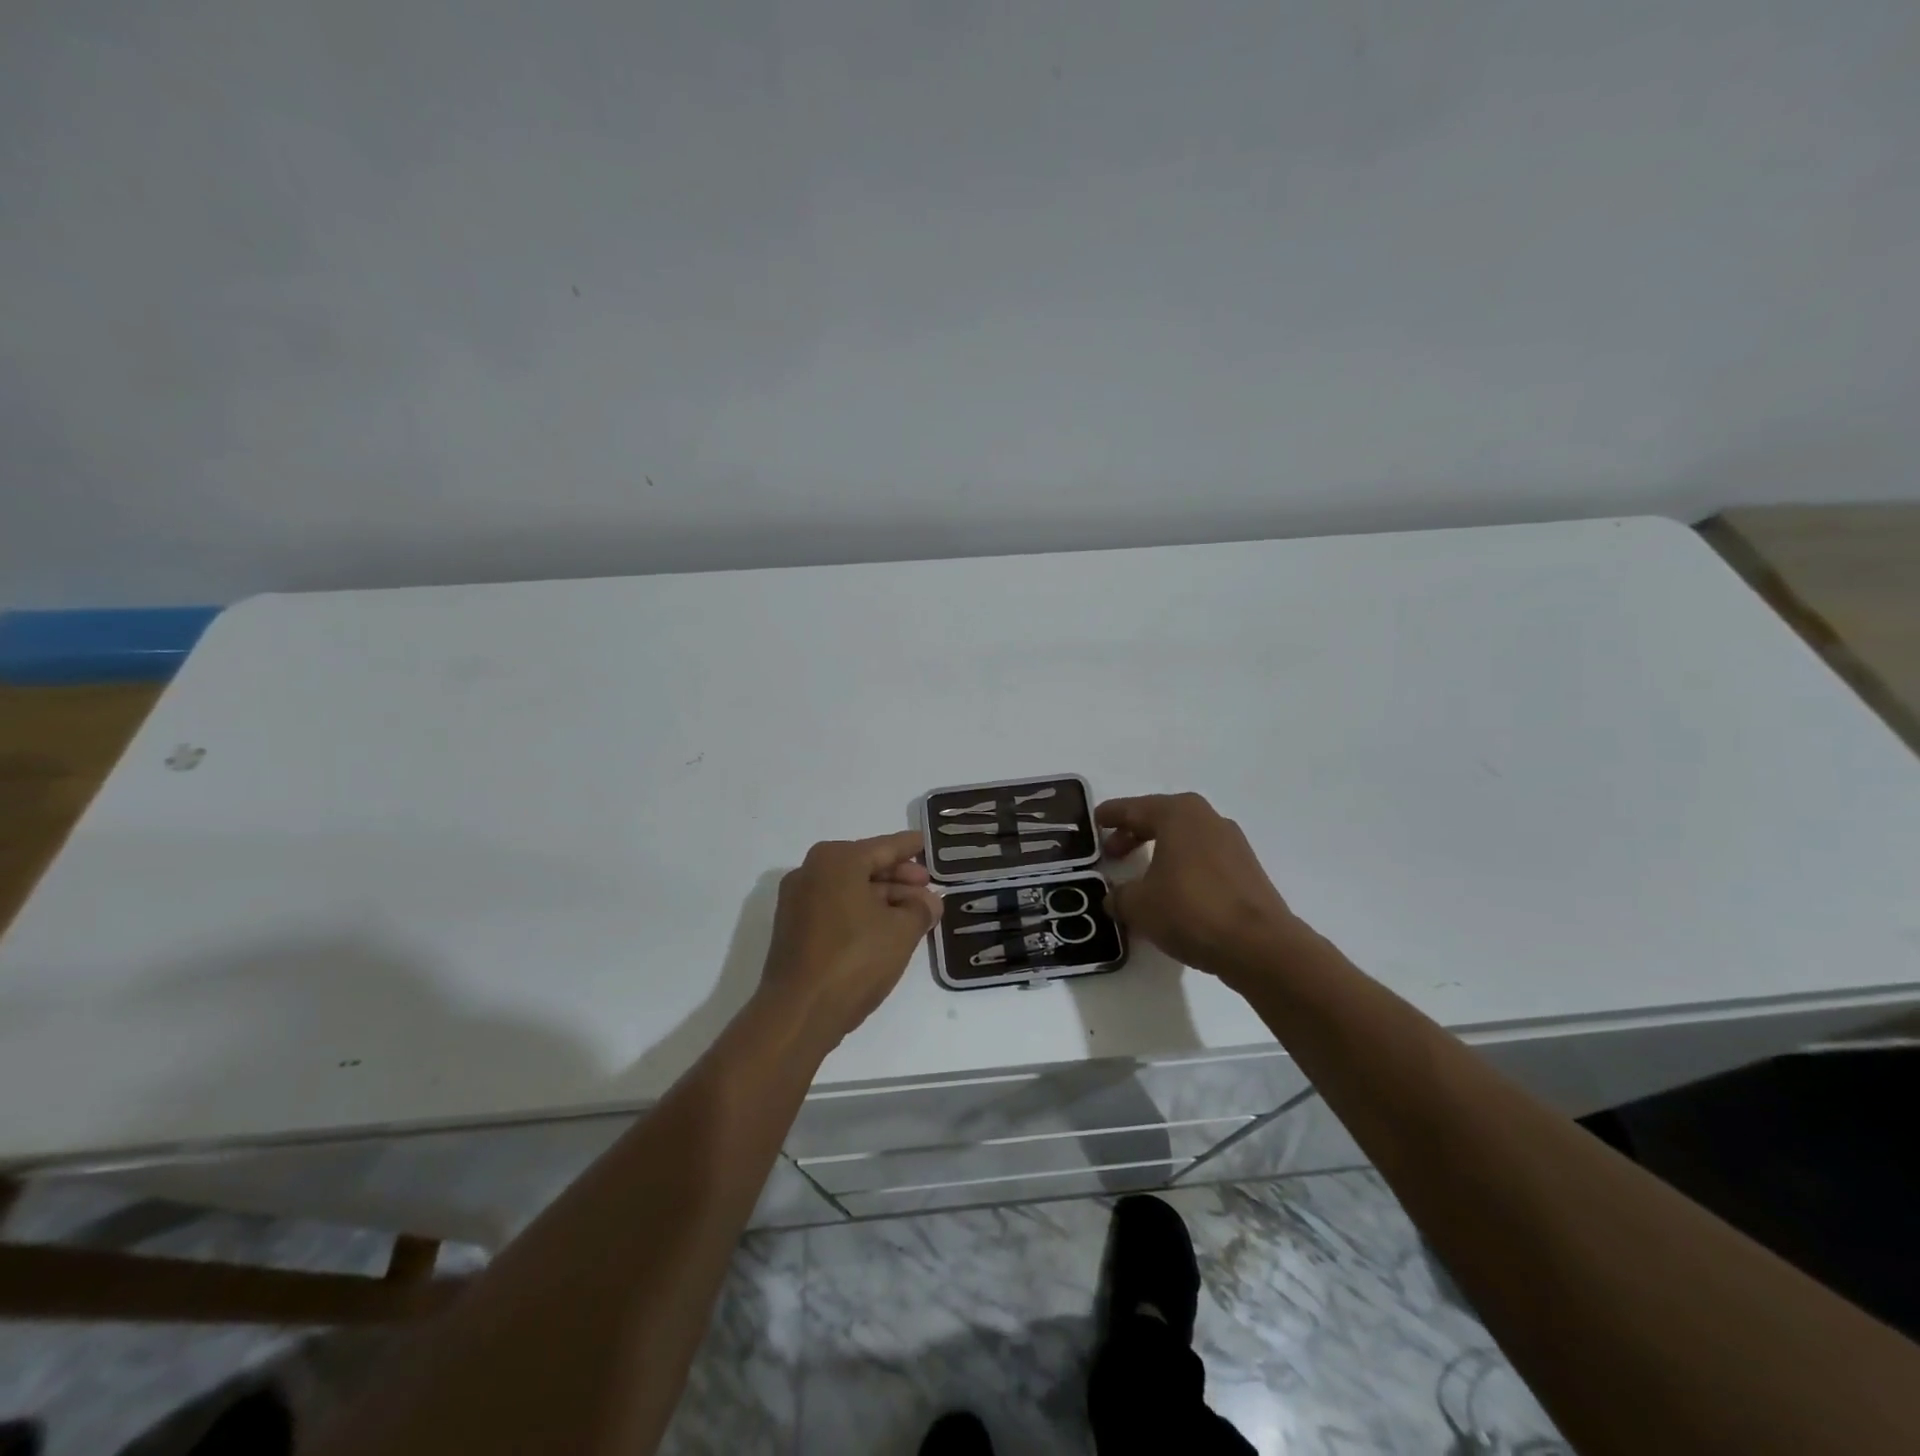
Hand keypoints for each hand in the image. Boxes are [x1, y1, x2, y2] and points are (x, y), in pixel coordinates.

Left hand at [761, 830, 942, 1047]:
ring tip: (913, 912)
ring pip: (849, 888)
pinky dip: (860, 912)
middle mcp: (811, 871)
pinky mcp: (793, 928)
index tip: (928, 844)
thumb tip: (929, 901)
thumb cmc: (855, 959)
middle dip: (898, 877)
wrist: (798, 1012)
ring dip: (882, 898)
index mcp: (837, 860)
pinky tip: (885, 929)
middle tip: (928, 887)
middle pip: (865, 866)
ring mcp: (797, 900)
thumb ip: (921, 908)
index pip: (884, 847)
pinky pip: (834, 907)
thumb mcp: (902, 931)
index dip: (911, 847)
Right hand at [1097, 793, 1303, 981]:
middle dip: (1134, 833)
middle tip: (1112, 853)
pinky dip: (1182, 866)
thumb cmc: (1190, 910)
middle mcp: (1206, 818)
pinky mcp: (1246, 868)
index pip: (1133, 809)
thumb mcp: (1138, 906)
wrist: (1258, 945)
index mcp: (1177, 814)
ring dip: (1160, 851)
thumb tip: (1115, 897)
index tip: (1095, 821)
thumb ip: (1119, 896)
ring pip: (1184, 838)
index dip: (1110, 816)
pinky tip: (1173, 892)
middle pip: (1160, 818)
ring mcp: (1232, 842)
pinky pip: (1203, 857)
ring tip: (1142, 877)